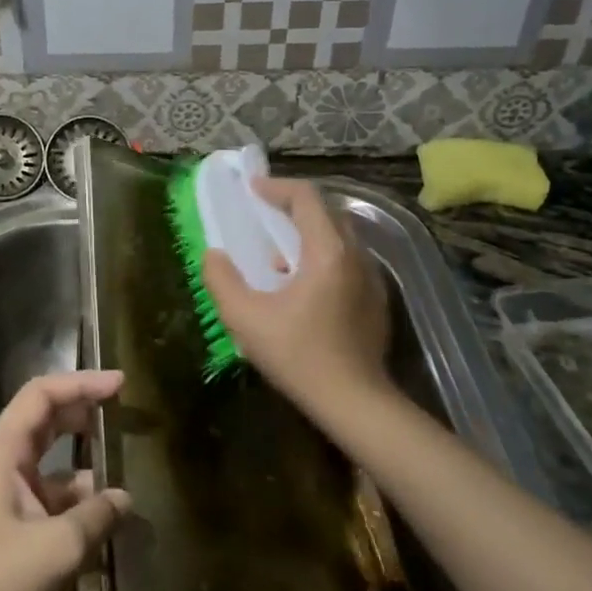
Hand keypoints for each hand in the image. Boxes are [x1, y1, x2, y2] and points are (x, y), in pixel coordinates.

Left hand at [0, 371, 130, 590]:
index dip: (81, 383)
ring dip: (88, 465)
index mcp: (2, 453)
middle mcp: (3, 466)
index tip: (120, 384)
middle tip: (126, 411)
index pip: (42, 396)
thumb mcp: (57, 548)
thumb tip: (124, 498)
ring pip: (54, 465)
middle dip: (85, 413)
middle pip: (47, 422)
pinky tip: (110, 518)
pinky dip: (81, 503)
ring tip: (129, 469)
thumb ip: (96, 516)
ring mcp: (7, 499)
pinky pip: (53, 501)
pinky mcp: (14, 530)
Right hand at [202, 178, 391, 416]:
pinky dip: (323, 256)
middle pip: (327, 211)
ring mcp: (372, 278)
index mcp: (327, 252)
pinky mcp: (376, 300)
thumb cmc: (299, 357)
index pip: (306, 198)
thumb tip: (214, 256)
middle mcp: (356, 255)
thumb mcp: (246, 319)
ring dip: (308, 233)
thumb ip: (222, 280)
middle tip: (263, 215)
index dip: (277, 187)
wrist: (356, 403)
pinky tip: (302, 287)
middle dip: (293, 206)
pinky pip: (348, 260)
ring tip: (277, 256)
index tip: (252, 190)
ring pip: (339, 236)